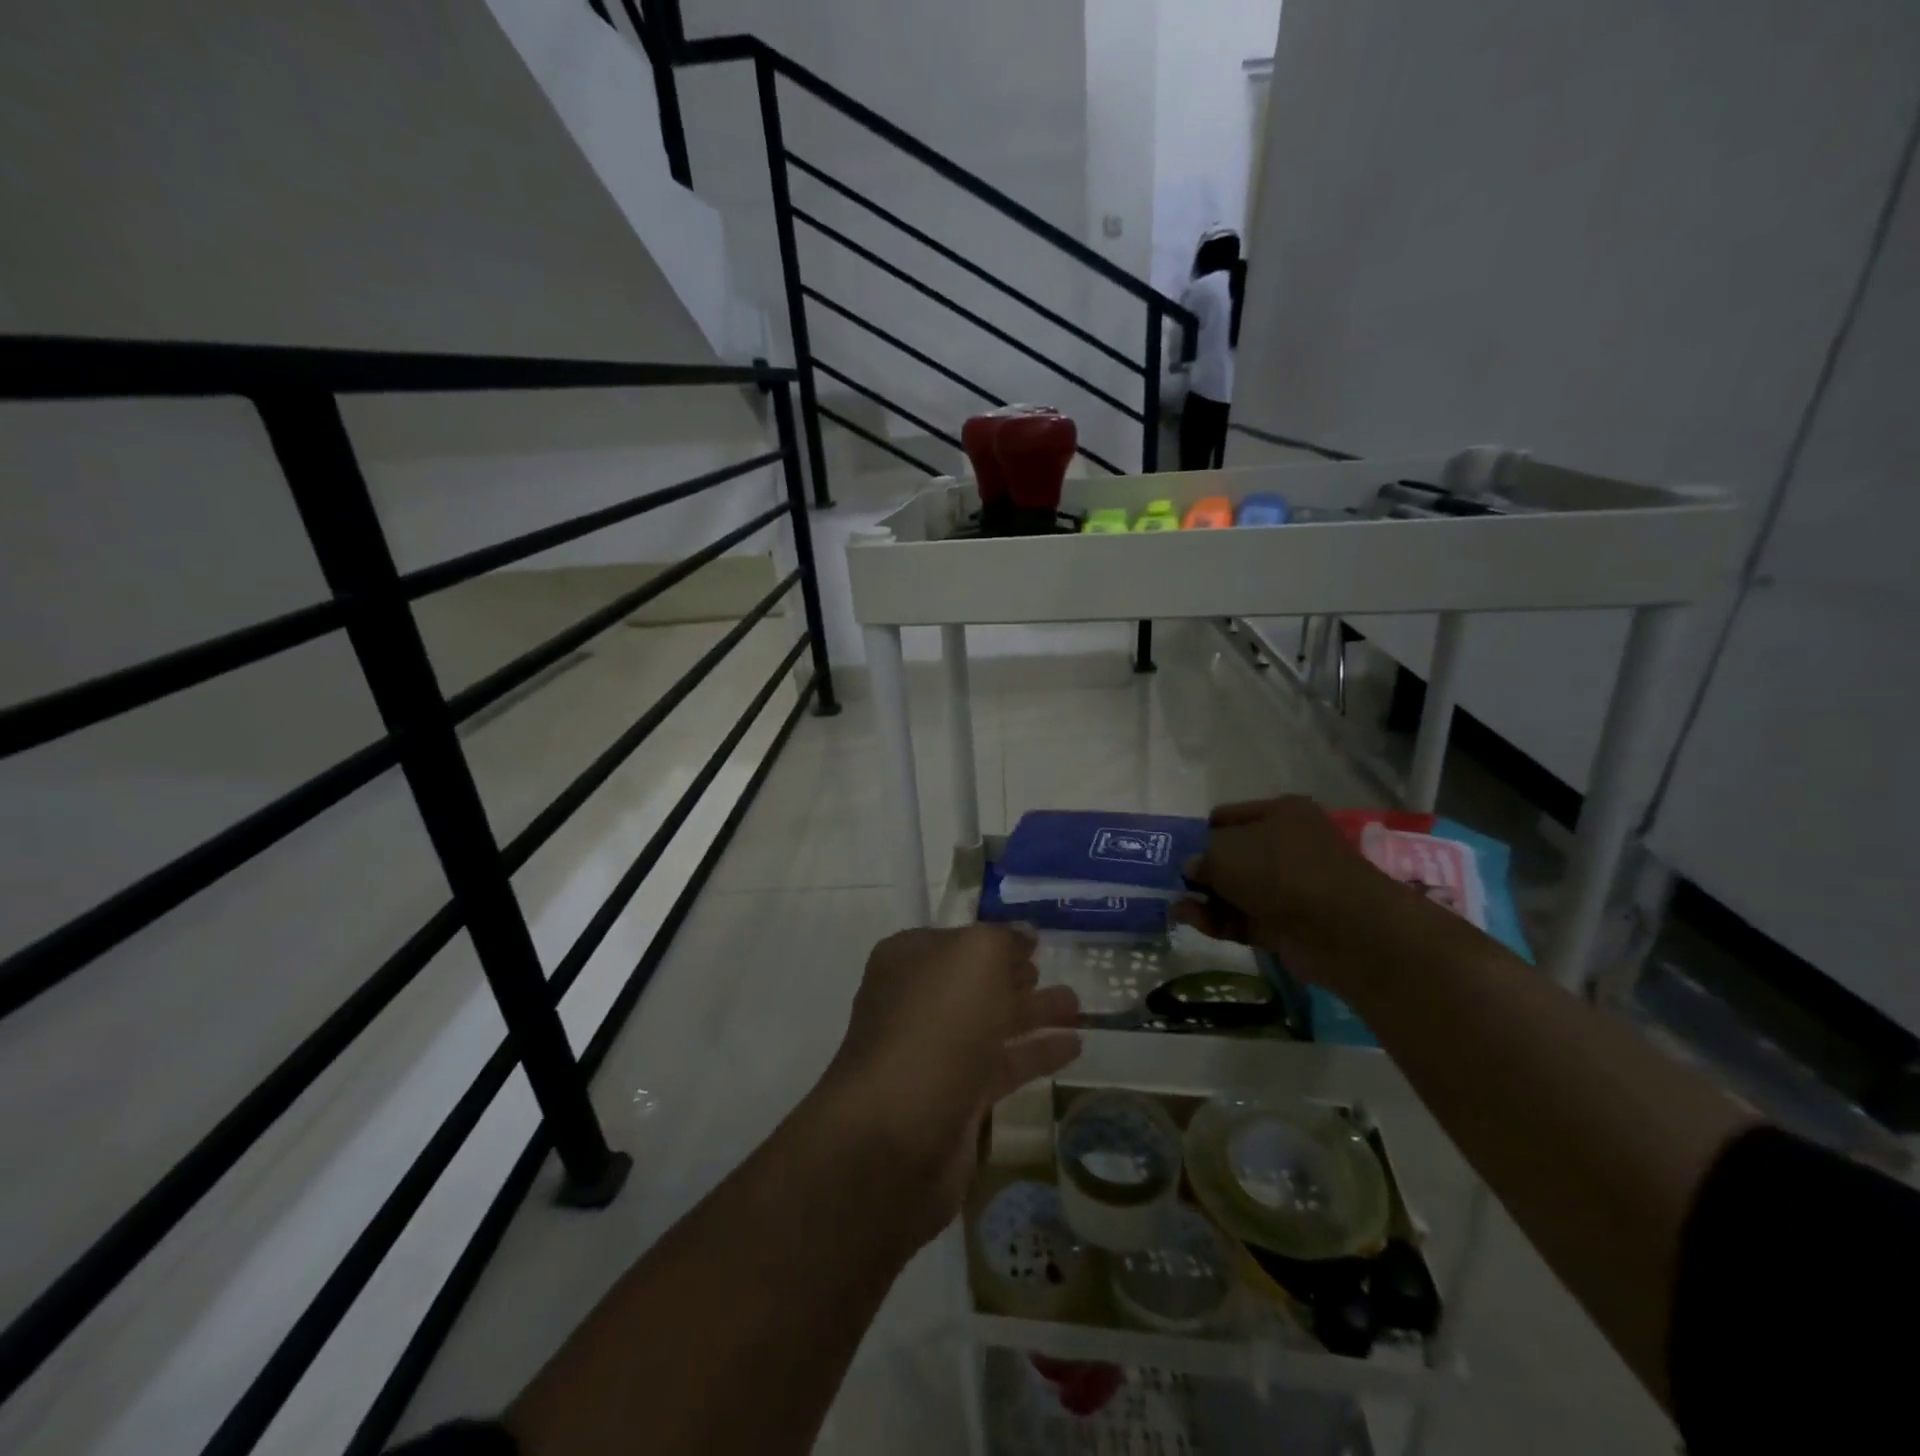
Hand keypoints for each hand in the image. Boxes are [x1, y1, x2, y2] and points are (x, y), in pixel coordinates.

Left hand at [820, 925, 1080, 1244]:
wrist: (895, 1133)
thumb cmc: (935, 1024)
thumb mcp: (975, 957)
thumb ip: (1003, 940)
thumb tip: (1023, 934)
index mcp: (909, 960)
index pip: (958, 940)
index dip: (995, 939)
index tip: (1036, 942)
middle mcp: (916, 1002)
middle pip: (974, 982)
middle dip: (1016, 977)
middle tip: (1057, 973)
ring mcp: (934, 1053)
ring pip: (991, 1024)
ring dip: (1033, 1013)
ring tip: (1078, 1008)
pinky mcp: (955, 1100)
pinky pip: (1002, 1067)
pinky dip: (1035, 1055)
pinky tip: (1074, 1048)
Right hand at [1173, 797, 1434, 995]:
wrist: (1342, 929)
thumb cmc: (1280, 871)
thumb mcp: (1224, 853)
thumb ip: (1200, 857)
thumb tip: (1193, 868)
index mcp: (1280, 813)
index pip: (1227, 817)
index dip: (1200, 832)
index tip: (1176, 851)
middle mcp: (1287, 846)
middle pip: (1232, 856)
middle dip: (1202, 870)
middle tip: (1171, 882)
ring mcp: (1289, 887)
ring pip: (1236, 890)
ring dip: (1205, 898)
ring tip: (1174, 907)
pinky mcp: (1287, 924)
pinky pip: (1244, 918)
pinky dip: (1218, 920)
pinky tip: (1191, 920)